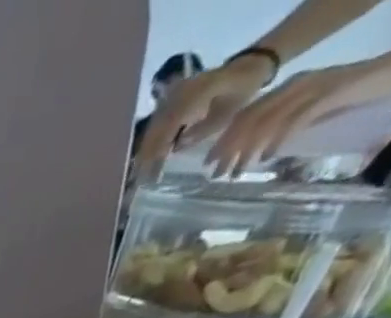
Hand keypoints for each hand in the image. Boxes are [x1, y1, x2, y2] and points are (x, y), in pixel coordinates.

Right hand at [135, 54, 277, 177]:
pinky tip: (150, 157)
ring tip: (143, 172)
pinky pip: (157, 123)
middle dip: (147, 155)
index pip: (168, 126)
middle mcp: (180, 92)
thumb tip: (176, 147)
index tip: (152, 173)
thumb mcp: (229, 110)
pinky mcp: (173, 98)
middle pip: (155, 129)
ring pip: (152, 128)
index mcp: (195, 93)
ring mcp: (175, 94)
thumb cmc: (242, 89)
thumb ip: (203, 129)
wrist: (248, 65)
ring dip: (146, 151)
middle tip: (142, 179)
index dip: (158, 150)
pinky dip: (152, 141)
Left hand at [202, 53, 390, 177]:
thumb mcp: (306, 114)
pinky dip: (279, 138)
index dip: (223, 140)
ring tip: (237, 173)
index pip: (245, 114)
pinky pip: (297, 118)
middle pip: (251, 118)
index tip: (207, 164)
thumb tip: (255, 152)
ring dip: (248, 150)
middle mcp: (295, 85)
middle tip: (216, 175)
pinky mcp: (331, 92)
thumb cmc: (348, 97)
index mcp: (286, 89)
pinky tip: (267, 157)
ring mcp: (313, 87)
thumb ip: (282, 127)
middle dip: (229, 149)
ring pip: (269, 120)